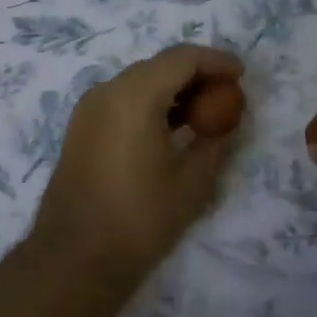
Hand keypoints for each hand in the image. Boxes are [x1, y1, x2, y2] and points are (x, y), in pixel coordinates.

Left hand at [29, 45, 244, 291]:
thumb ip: (214, 141)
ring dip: (172, 89)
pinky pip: (121, 100)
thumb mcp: (193, 182)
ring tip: (203, 113)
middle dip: (195, 74)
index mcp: (134, 95)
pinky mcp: (80, 128)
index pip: (182, 58)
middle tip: (225, 94)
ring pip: (139, 82)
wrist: (75, 258)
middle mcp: (107, 91)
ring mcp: (89, 108)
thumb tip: (224, 122)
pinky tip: (169, 128)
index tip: (240, 75)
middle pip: (159, 66)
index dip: (215, 61)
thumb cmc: (140, 218)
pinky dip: (149, 103)